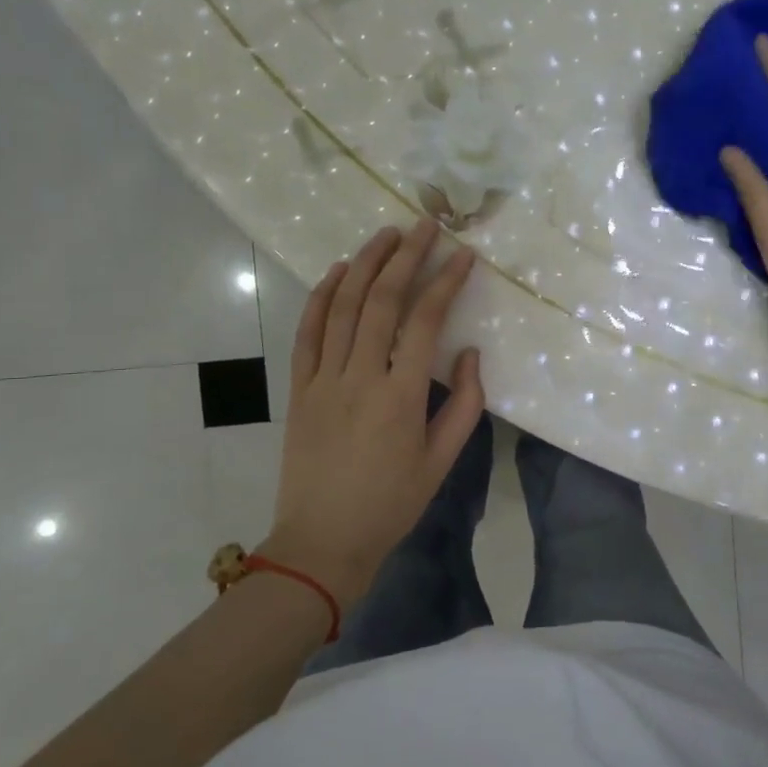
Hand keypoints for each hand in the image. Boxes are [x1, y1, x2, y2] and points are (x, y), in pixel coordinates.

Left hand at [261, 219, 484, 605]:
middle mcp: (360, 377)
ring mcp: (323, 380)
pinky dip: (320, 296)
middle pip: (381, 301)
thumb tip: (468, 352)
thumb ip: (463, 404)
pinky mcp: (299, 389)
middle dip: (405, 257)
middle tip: (424, 225)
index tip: (463, 255)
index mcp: (401, 396)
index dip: (446, 281)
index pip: (426, 321)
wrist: (322, 542)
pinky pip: (307, 332)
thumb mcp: (441, 461)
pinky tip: (337, 271)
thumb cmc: (390, 504)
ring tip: (386, 234)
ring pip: (342, 307)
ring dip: (364, 264)